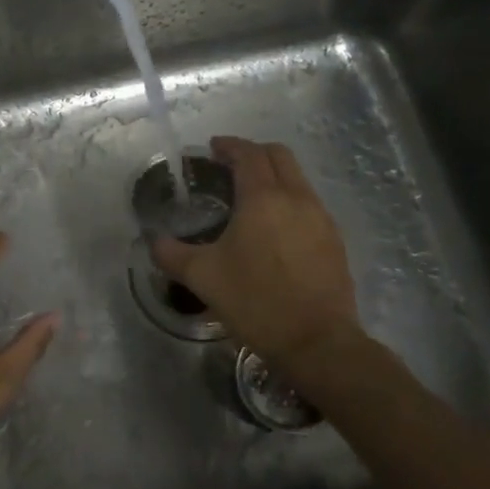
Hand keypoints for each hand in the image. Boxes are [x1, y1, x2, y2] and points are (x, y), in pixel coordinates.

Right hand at [152, 137, 364, 377]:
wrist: (317, 342)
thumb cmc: (256, 302)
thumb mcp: (202, 278)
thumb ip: (172, 254)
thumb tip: (154, 241)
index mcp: (263, 199)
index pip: (248, 154)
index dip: (229, 146)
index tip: (212, 148)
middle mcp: (297, 199)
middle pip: (280, 156)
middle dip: (254, 153)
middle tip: (230, 166)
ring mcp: (321, 219)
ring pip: (298, 180)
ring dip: (274, 177)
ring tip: (250, 199)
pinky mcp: (335, 242)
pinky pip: (310, 206)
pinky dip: (289, 202)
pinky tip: (274, 230)